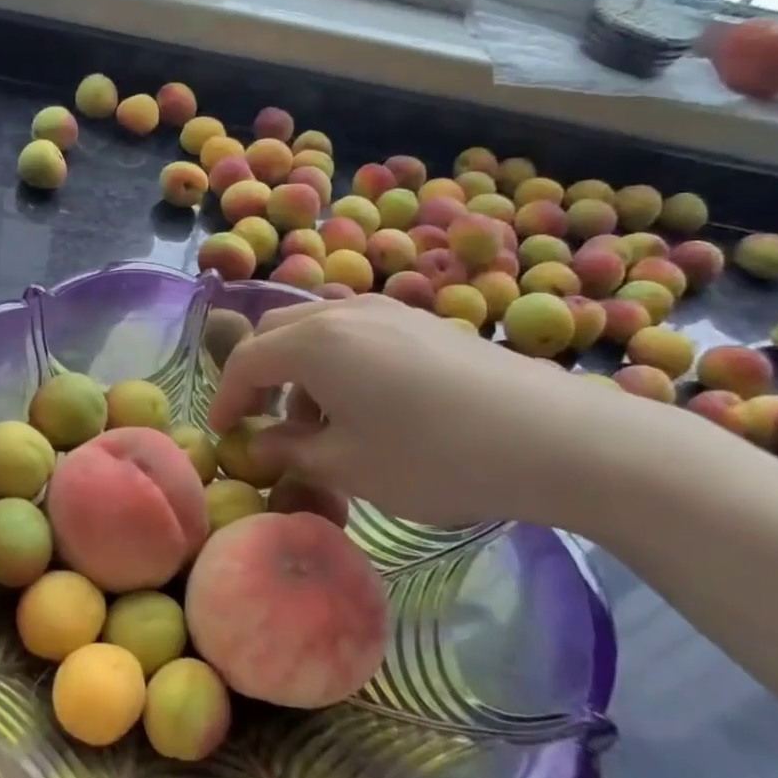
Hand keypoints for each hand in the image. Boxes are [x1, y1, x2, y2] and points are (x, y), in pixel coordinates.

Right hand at [209, 296, 632, 529]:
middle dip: (260, 376)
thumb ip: (290, 451)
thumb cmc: (434, 456)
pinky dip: (337, 362)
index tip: (223, 434)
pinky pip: (355, 332)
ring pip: (317, 330)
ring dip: (299, 370)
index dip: (226, 398)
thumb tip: (260, 444)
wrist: (555, 437)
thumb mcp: (348, 467)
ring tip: (319, 423)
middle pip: (276, 333)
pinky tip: (368, 405)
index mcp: (314, 343)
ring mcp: (388, 311)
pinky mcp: (423, 322)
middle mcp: (343, 312)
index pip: (247, 360)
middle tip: (263, 422)